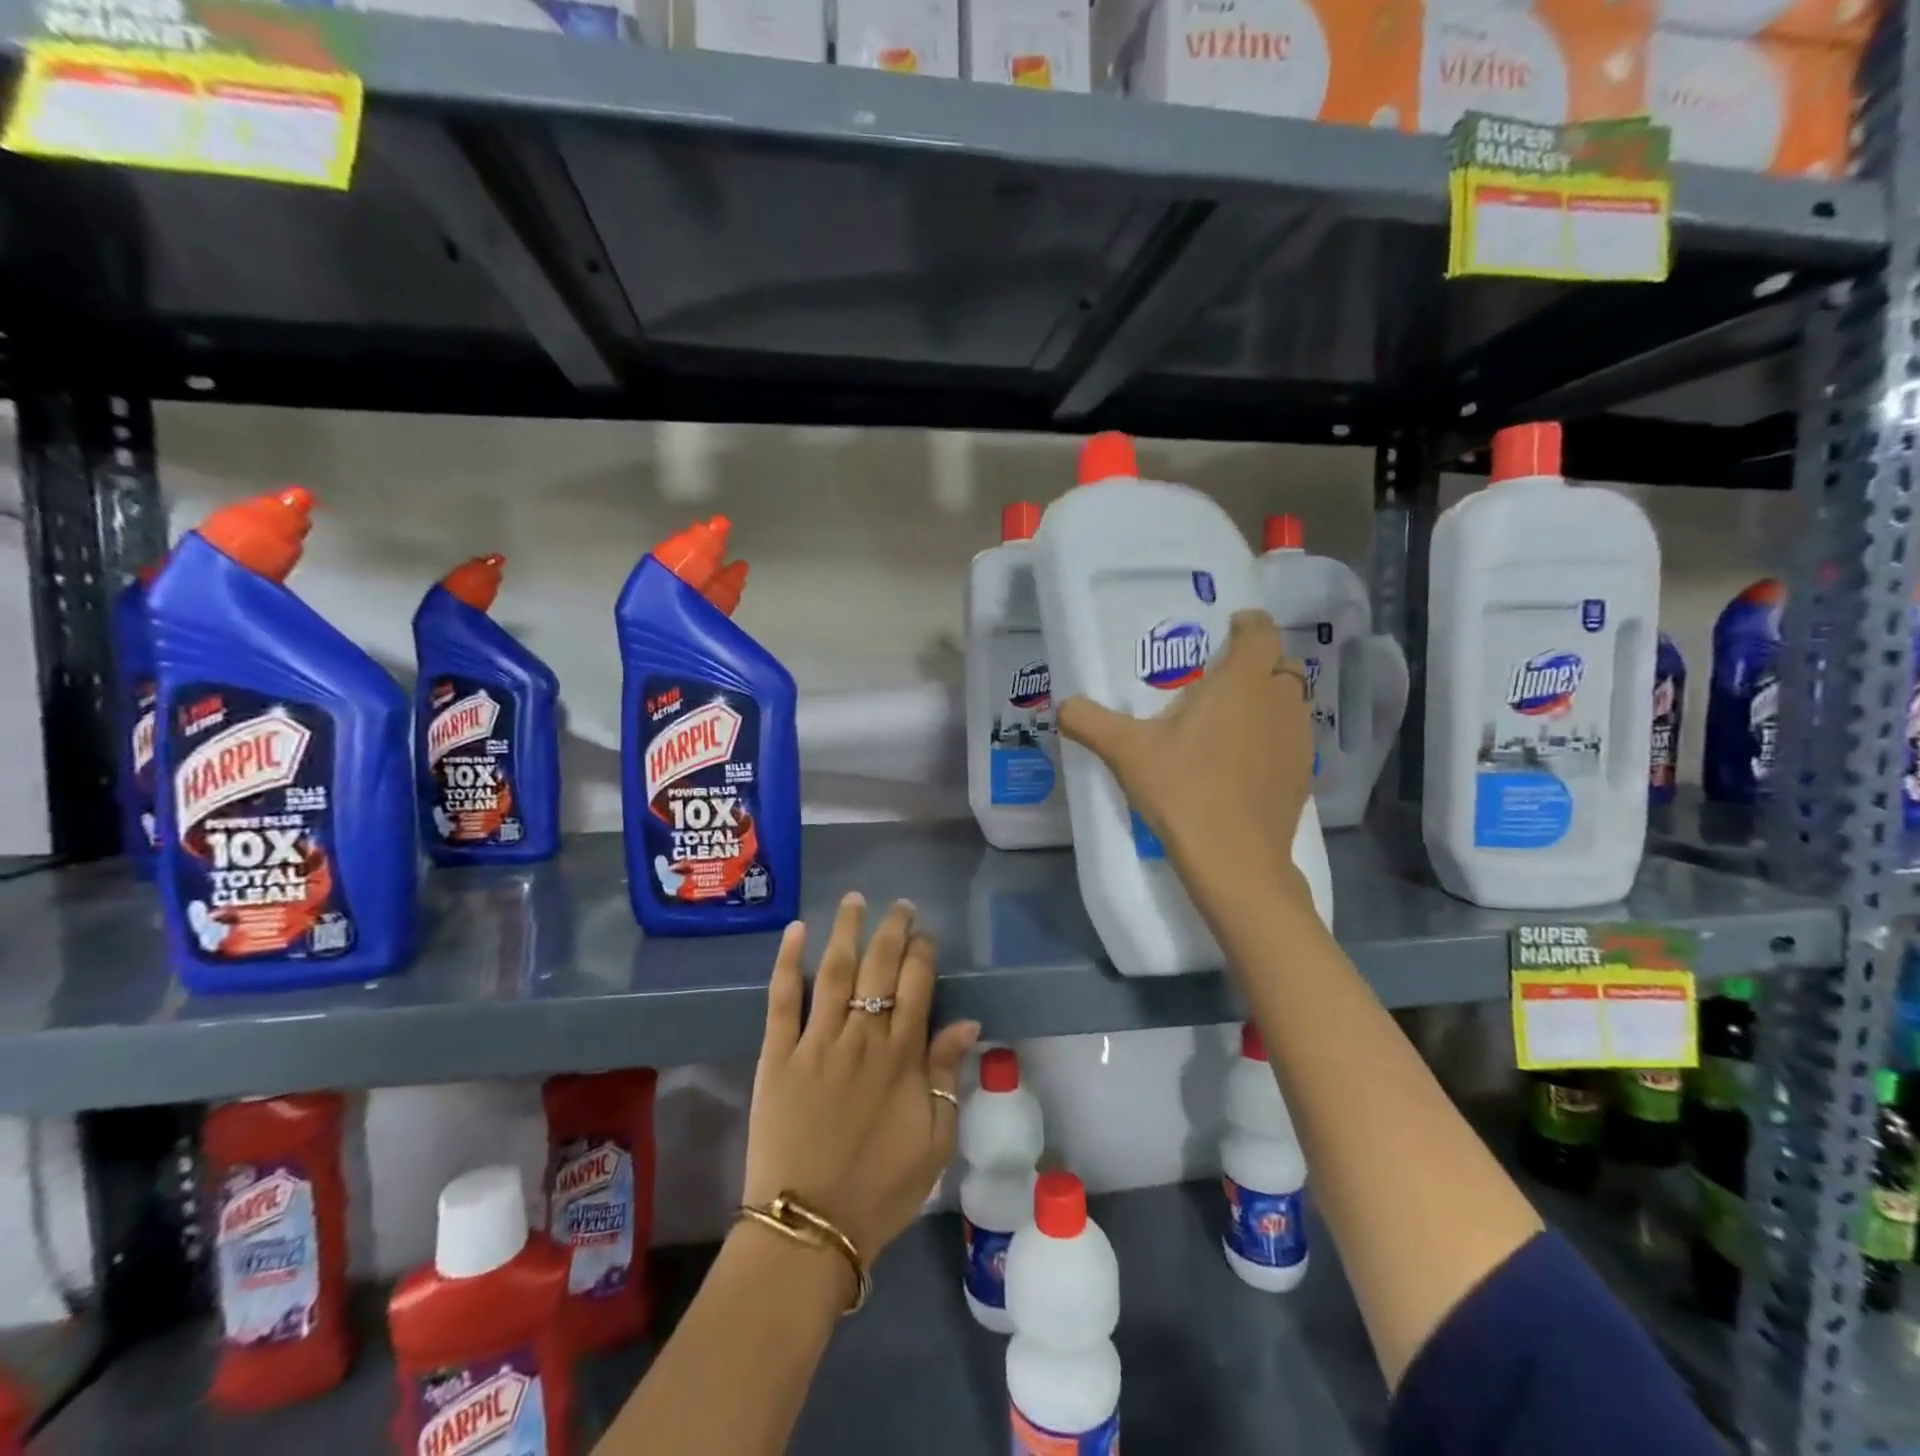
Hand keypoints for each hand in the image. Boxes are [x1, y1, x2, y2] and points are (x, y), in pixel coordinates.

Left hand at [743, 894, 980, 1265]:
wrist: (809, 1228)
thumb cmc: (879, 1189)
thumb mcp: (934, 1141)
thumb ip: (947, 1076)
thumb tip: (967, 1023)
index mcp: (901, 1057)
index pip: (917, 985)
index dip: (923, 954)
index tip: (925, 935)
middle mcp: (861, 1037)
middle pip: (879, 968)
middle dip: (892, 931)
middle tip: (900, 905)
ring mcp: (816, 1042)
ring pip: (834, 971)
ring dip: (846, 931)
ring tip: (854, 900)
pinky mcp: (777, 1055)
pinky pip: (782, 999)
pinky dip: (787, 962)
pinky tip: (795, 931)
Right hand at [1057, 609, 1314, 910]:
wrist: (1234, 860)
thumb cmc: (1183, 791)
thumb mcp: (1126, 752)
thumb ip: (1090, 721)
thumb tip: (1062, 706)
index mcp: (1242, 682)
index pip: (1260, 630)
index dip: (1246, 624)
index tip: (1225, 632)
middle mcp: (1278, 701)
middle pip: (1278, 664)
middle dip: (1255, 664)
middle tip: (1217, 682)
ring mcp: (1298, 739)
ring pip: (1289, 702)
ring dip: (1266, 701)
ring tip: (1229, 721)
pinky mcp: (1302, 774)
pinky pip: (1291, 737)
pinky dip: (1272, 737)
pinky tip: (1242, 763)